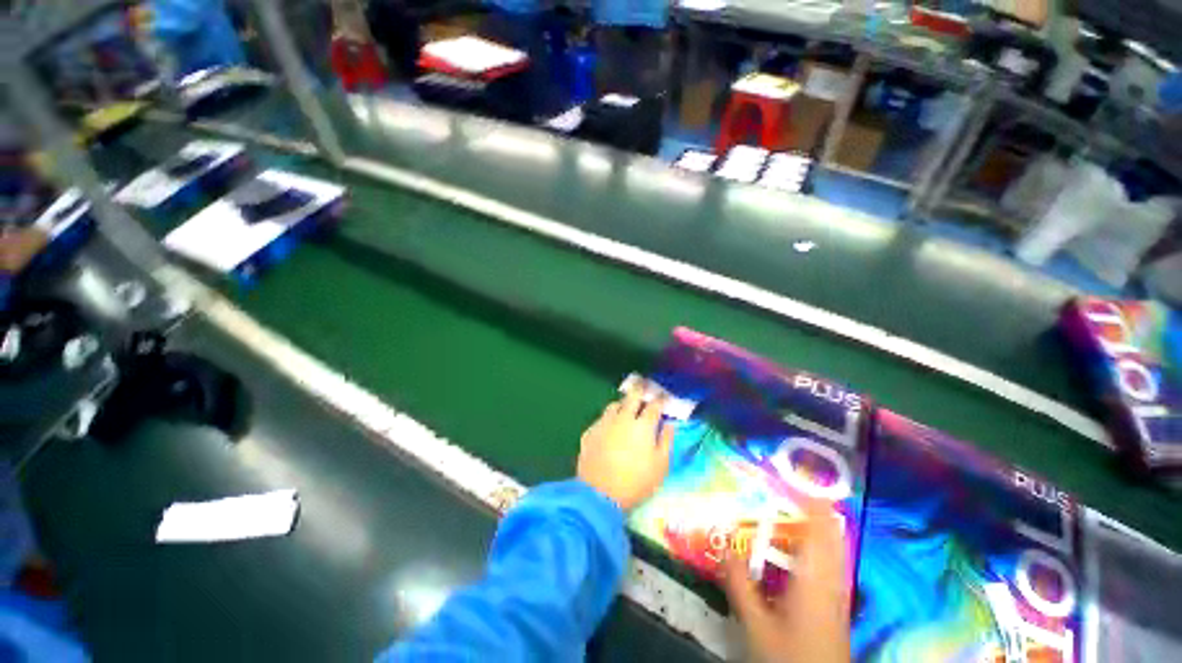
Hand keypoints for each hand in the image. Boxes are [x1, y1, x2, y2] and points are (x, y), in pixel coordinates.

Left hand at [577, 379, 674, 510]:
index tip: (663, 396)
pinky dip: (609, 419)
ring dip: (622, 404)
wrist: (599, 494)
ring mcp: (604, 423)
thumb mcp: (660, 466)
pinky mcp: (590, 431)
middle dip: (640, 389)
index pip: (654, 405)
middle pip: (632, 396)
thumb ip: (666, 441)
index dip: (660, 399)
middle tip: (644, 386)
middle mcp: (623, 418)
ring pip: (614, 405)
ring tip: (626, 408)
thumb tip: (669, 424)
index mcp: (643, 425)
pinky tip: (610, 427)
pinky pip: (601, 419)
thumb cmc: (636, 482)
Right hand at [723, 498, 850, 662]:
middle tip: (787, 485)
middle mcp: (832, 579)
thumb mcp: (756, 624)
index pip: (818, 527)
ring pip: (834, 546)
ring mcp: (838, 591)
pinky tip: (802, 547)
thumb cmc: (789, 657)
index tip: (789, 474)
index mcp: (814, 578)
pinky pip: (832, 561)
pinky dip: (819, 543)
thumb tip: (723, 542)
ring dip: (816, 522)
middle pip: (831, 532)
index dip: (808, 498)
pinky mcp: (837, 602)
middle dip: (813, 505)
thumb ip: (739, 584)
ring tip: (793, 506)